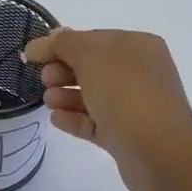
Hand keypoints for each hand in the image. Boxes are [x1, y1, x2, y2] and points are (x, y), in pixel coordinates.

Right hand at [23, 27, 191, 190]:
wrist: (159, 152)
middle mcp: (139, 73)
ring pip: (93, 96)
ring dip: (66, 96)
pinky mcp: (126, 136)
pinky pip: (96, 122)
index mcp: (137, 46)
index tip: (32, 55)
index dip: (61, 45)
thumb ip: (65, 44)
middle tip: (44, 80)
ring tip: (48, 101)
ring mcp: (134, 106)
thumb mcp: (91, 57)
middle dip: (63, 71)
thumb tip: (50, 38)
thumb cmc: (126, 94)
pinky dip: (75, 119)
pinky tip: (55, 119)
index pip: (93, 39)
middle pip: (92, 68)